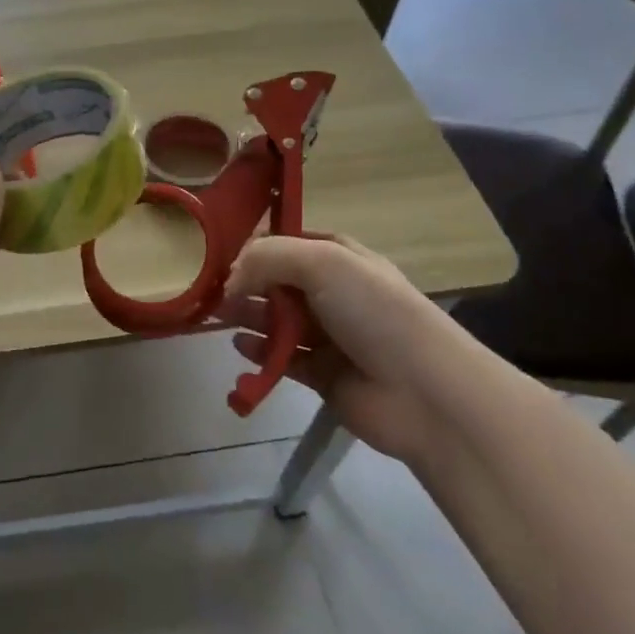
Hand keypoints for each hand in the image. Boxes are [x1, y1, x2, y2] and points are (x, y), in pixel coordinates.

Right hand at [216, 235, 455, 464]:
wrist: (424, 392)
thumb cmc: (375, 313)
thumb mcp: (322, 262)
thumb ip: (266, 258)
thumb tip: (230, 280)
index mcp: (340, 257)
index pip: (288, 242)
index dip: (254, 247)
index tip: (218, 255)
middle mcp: (334, 292)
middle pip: (277, 281)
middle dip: (244, 283)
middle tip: (210, 292)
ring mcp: (329, 335)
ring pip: (276, 320)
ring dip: (247, 316)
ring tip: (217, 317)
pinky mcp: (322, 374)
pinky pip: (281, 358)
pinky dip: (259, 352)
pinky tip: (240, 347)